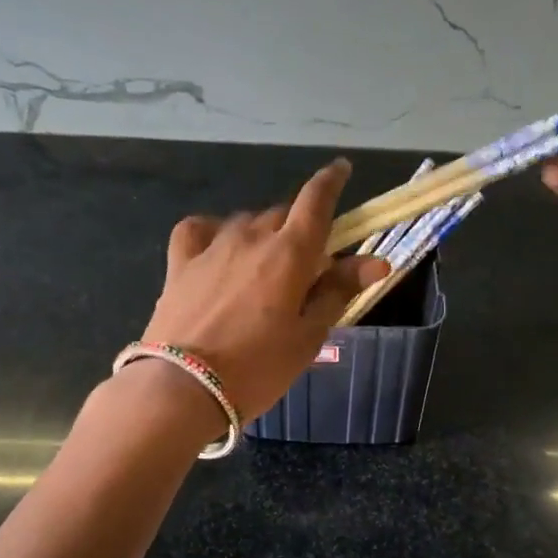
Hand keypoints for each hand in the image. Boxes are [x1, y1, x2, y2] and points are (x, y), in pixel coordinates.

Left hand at [140, 159, 389, 421]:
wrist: (183, 388)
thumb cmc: (258, 368)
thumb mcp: (308, 336)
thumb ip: (339, 292)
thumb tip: (377, 261)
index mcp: (290, 253)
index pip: (316, 201)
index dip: (332, 181)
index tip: (342, 169)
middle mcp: (251, 237)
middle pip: (283, 215)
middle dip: (299, 230)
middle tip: (306, 268)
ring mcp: (212, 247)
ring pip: (246, 222)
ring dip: (262, 235)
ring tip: (265, 269)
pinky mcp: (180, 264)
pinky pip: (199, 230)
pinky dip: (214, 232)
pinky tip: (219, 250)